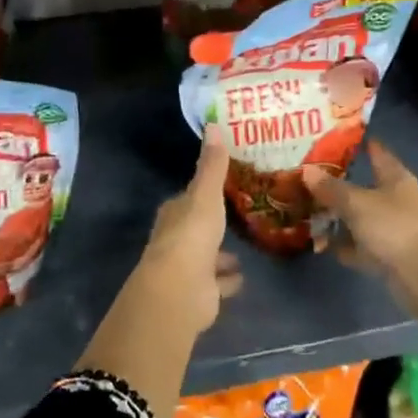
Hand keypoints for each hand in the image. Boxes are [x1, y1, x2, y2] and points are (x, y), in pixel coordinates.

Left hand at [140, 126, 243, 332]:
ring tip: (243, 248)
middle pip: (196, 227)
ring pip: (207, 256)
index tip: (222, 187)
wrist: (180, 290)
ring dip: (221, 254)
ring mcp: (187, 268)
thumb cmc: (191, 235)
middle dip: (212, 224)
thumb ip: (212, 165)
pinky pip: (218, 283)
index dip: (202, 193)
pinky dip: (227, 280)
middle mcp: (177, 239)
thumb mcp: (206, 194)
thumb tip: (212, 124)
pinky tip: (242, 276)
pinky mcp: (200, 293)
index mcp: (175, 213)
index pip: (188, 198)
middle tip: (237, 215)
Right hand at [304, 140, 417, 282]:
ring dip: (337, 218)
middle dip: (336, 184)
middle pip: (362, 186)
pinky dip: (344, 246)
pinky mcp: (388, 256)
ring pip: (359, 217)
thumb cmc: (394, 226)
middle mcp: (394, 199)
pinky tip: (322, 245)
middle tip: (305, 178)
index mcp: (394, 177)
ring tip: (306, 213)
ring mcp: (392, 229)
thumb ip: (331, 188)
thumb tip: (307, 170)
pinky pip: (359, 246)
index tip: (330, 137)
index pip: (375, 151)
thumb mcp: (357, 203)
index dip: (356, 143)